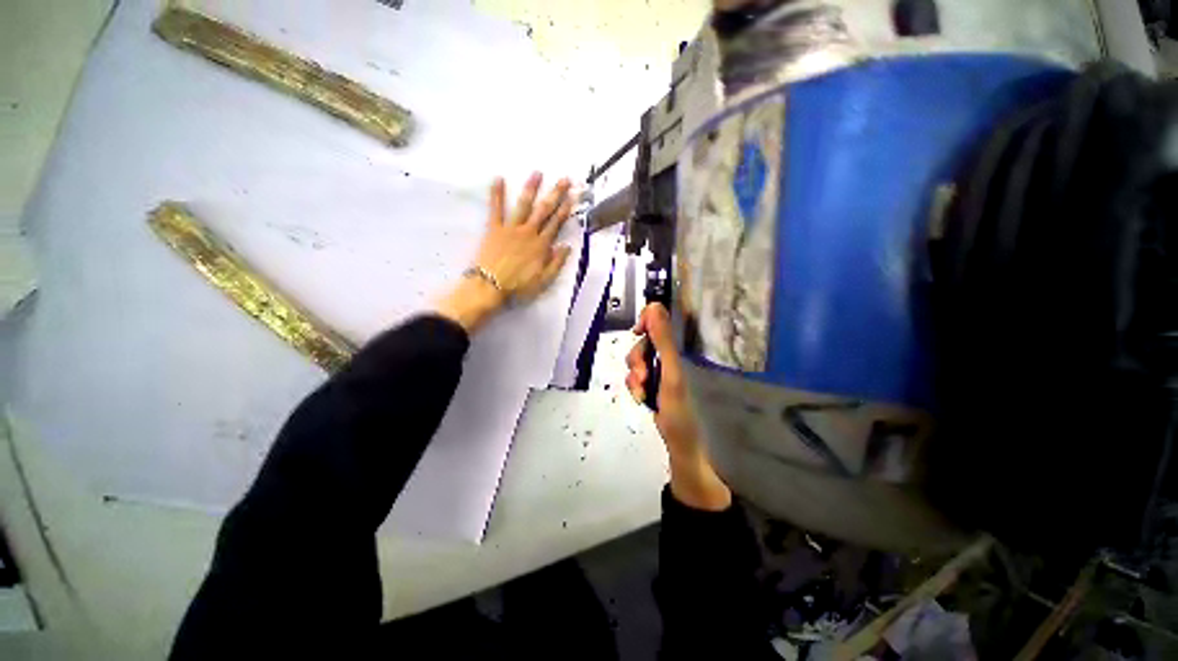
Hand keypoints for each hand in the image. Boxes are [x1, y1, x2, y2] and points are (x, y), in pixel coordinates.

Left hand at [435, 173, 576, 332]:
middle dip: (555, 194)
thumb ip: (556, 263)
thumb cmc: (518, 286)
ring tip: (538, 173)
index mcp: (541, 245)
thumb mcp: (544, 280)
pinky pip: (496, 209)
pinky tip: (498, 178)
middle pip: (544, 210)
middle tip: (564, 179)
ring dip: (531, 188)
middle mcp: (529, 232)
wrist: (490, 286)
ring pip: (524, 205)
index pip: (556, 224)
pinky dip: (497, 194)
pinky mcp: (494, 229)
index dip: (565, 210)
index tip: (572, 197)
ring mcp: (511, 229)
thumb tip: (567, 246)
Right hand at [626, 304, 731, 510]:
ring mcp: (660, 369)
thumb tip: (654, 306)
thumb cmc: (681, 410)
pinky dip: (633, 385)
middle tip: (642, 377)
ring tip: (641, 392)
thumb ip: (662, 340)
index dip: (646, 321)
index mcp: (679, 348)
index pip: (660, 319)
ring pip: (636, 359)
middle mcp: (670, 354)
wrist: (680, 444)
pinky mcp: (652, 382)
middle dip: (637, 359)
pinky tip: (640, 397)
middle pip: (643, 341)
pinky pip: (634, 375)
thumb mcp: (671, 372)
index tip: (638, 331)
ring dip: (634, 375)